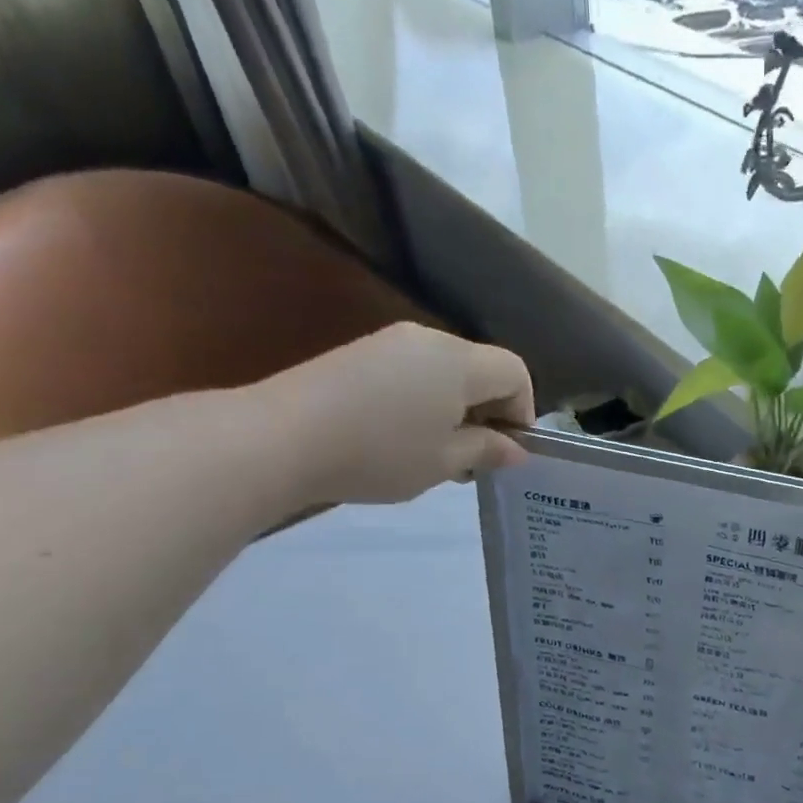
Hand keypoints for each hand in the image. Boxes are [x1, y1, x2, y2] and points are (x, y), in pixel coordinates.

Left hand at [248, 322, 534, 506]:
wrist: (280, 438)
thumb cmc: (379, 453)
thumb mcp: (444, 462)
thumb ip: (487, 450)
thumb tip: (516, 449)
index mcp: (459, 362)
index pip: (515, 372)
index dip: (523, 411)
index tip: (506, 450)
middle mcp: (430, 340)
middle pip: (481, 368)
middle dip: (489, 411)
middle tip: (473, 458)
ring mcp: (391, 342)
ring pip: (446, 371)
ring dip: (456, 408)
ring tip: (436, 452)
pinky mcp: (361, 353)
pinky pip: (413, 371)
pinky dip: (425, 400)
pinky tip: (401, 436)